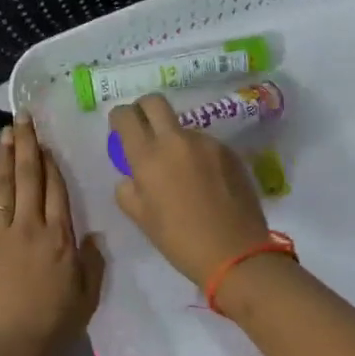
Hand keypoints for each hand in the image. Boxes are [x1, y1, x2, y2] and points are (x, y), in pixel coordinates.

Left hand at [0, 116, 105, 355]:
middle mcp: (29, 227)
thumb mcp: (87, 297)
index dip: (50, 161)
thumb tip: (92, 234)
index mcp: (60, 237)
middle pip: (27, 177)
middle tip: (23, 118)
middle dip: (26, 145)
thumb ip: (92, 262)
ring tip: (5, 132)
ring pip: (0, 186)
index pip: (55, 189)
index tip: (46, 140)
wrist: (9, 353)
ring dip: (2, 157)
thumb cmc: (54, 329)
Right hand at [110, 94, 272, 286]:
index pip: (126, 116)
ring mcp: (207, 143)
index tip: (120, 128)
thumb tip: (132, 175)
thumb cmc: (179, 240)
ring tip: (181, 171)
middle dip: (144, 108)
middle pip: (155, 102)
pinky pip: (205, 144)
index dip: (119, 117)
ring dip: (175, 139)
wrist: (235, 253)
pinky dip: (198, 155)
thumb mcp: (140, 218)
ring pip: (182, 127)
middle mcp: (176, 140)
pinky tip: (205, 182)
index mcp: (148, 157)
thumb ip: (128, 189)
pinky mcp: (229, 152)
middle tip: (143, 128)